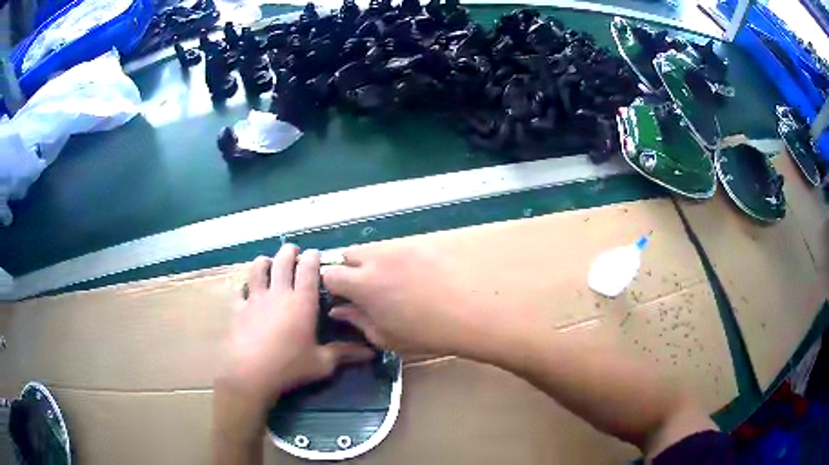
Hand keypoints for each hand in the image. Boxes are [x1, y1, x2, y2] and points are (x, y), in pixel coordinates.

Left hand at [219, 244, 373, 404]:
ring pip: (258, 268)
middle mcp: (279, 293)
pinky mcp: (239, 308)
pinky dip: (244, 286)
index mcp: (302, 302)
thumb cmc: (290, 367)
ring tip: (269, 264)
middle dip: (289, 252)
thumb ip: (344, 353)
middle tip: (294, 252)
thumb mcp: (322, 364)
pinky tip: (247, 290)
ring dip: (265, 262)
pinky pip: (240, 290)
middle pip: (282, 261)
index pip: (308, 269)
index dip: (313, 257)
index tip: (316, 253)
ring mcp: (255, 298)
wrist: (251, 374)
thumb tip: (371, 352)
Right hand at [322, 242, 504, 358]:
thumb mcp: (386, 337)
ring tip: (394, 284)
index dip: (332, 286)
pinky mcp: (423, 242)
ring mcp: (401, 246)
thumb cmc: (427, 333)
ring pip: (374, 248)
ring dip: (373, 263)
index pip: (330, 274)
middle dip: (349, 269)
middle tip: (365, 290)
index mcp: (362, 284)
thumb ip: (358, 321)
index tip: (343, 298)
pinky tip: (416, 276)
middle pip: (348, 253)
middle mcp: (377, 258)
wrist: (474, 311)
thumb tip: (340, 310)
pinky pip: (399, 247)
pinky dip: (397, 259)